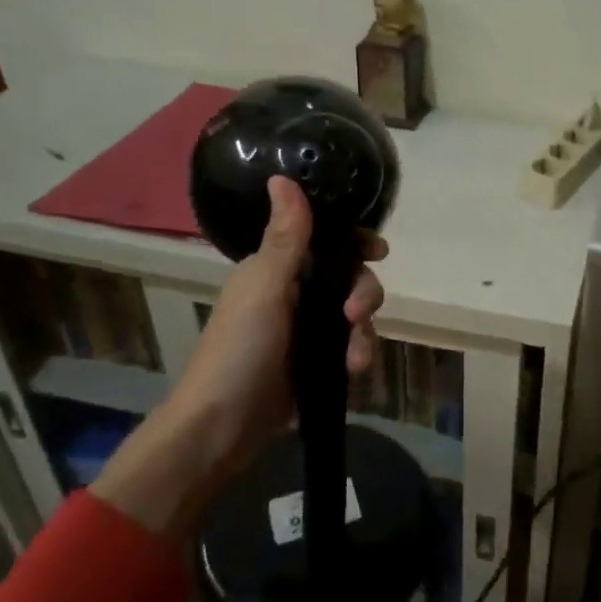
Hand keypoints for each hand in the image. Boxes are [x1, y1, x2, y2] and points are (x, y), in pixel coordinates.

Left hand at [92, 177, 385, 540]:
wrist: (222, 426)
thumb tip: (282, 176)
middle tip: (357, 312)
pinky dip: (357, 353)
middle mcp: (293, 293)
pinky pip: (350, 345)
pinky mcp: (315, 361)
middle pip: (348, 276)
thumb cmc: (240, 349)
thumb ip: (286, 237)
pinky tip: (354, 370)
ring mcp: (305, 329)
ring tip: (355, 354)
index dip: (355, 240)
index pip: (325, 240)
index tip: (378, 249)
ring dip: (363, 329)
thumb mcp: (266, 289)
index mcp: (276, 269)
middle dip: (362, 291)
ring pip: (354, 313)